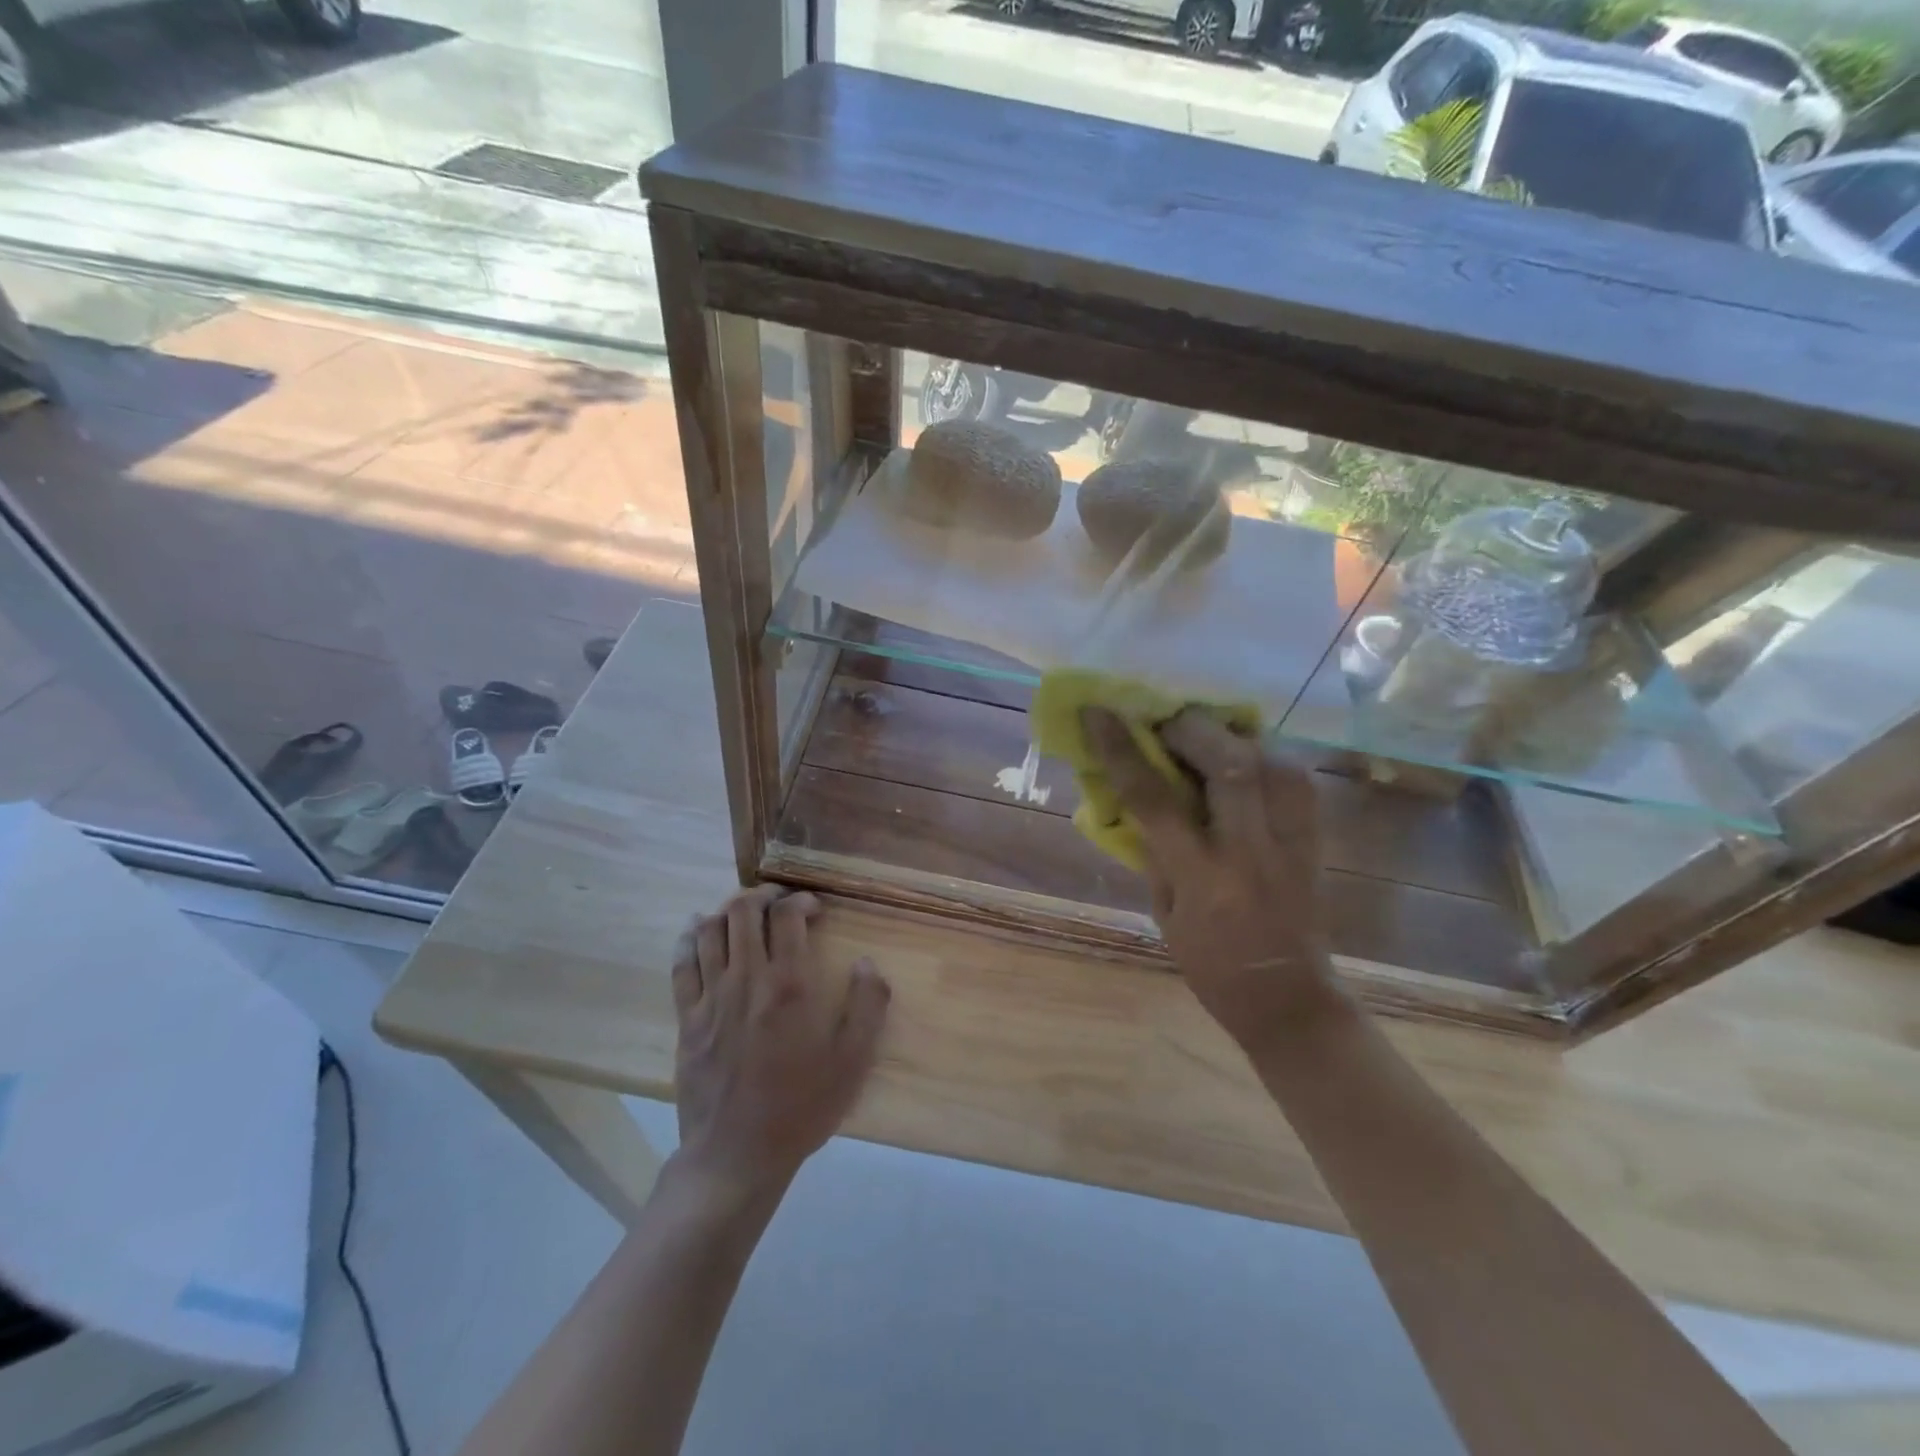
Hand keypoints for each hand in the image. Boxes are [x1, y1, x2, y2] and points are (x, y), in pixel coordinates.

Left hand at [670, 886, 890, 1199]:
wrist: (736, 1155)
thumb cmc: (800, 1107)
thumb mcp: (852, 1062)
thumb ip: (867, 1006)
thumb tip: (867, 963)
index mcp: (788, 986)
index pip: (787, 917)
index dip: (801, 901)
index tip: (814, 909)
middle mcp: (746, 980)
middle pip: (743, 912)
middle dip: (762, 896)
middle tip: (779, 902)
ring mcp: (710, 998)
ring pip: (710, 931)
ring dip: (728, 910)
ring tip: (744, 912)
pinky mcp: (686, 1019)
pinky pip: (681, 965)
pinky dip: (689, 939)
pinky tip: (697, 931)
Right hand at [1084, 708, 1333, 1048]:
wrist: (1289, 998)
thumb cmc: (1210, 964)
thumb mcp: (1164, 911)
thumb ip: (1153, 848)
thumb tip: (1133, 790)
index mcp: (1203, 879)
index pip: (1155, 800)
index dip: (1122, 750)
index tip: (1098, 712)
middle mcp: (1251, 852)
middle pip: (1230, 765)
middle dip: (1190, 729)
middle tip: (1164, 724)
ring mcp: (1292, 842)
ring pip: (1271, 761)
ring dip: (1231, 736)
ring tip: (1203, 735)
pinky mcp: (1315, 837)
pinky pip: (1293, 776)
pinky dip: (1263, 755)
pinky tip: (1243, 757)